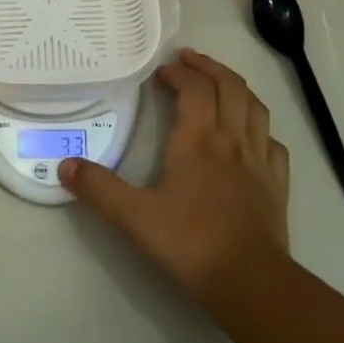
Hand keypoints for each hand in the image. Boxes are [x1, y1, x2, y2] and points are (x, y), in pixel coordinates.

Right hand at [61, 48, 289, 311]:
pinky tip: (253, 136)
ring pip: (255, 108)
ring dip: (237, 89)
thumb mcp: (134, 217)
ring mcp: (260, 161)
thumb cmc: (190, 243)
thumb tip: (66, 165)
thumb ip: (99, 189)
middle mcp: (232, 140)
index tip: (162, 72)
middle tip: (190, 61)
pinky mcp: (277, 184)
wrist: (250, 281)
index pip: (195, 89)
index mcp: (199, 140)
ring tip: (222, 84)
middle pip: (229, 88)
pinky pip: (273, 143)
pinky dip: (261, 128)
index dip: (180, 73)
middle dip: (209, 68)